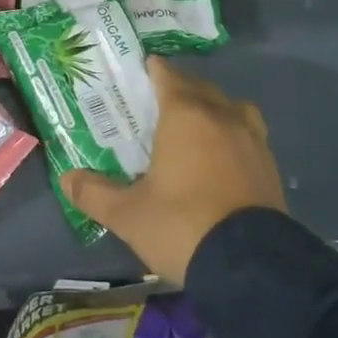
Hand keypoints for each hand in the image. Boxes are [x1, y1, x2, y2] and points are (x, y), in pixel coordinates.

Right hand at [60, 57, 284, 283]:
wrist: (251, 267)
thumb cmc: (182, 225)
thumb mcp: (128, 214)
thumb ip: (94, 193)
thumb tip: (66, 178)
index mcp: (184, 114)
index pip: (167, 75)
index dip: (152, 70)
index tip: (138, 72)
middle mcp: (221, 115)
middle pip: (199, 87)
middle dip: (179, 89)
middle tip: (156, 104)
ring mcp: (252, 139)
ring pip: (230, 107)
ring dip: (212, 108)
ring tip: (195, 127)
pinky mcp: (270, 166)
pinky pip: (248, 134)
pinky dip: (232, 135)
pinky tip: (221, 158)